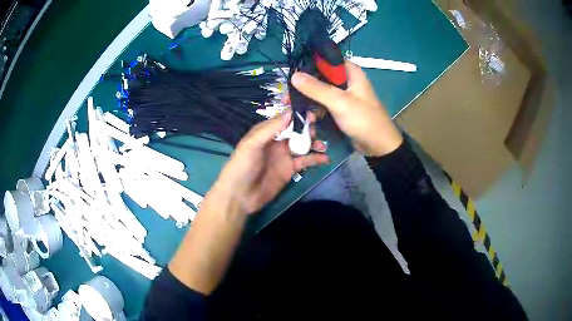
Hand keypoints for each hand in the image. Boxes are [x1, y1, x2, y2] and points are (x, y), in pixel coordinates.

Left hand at [207, 111, 328, 216]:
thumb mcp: (252, 144)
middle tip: (315, 131)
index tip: (310, 113)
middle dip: (307, 129)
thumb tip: (290, 112)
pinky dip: (315, 159)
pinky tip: (325, 158)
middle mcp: (276, 142)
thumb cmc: (242, 166)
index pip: (284, 119)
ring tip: (321, 145)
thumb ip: (270, 128)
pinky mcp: (290, 170)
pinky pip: (305, 161)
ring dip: (314, 143)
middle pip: (296, 131)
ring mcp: (284, 156)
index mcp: (266, 132)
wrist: (240, 196)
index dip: (297, 115)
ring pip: (303, 145)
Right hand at [291, 62, 402, 156]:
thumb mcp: (339, 101)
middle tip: (287, 95)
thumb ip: (316, 88)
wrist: (378, 146)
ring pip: (320, 91)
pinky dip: (314, 108)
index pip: (325, 60)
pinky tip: (304, 115)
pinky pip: (323, 103)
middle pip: (320, 76)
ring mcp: (343, 95)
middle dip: (305, 86)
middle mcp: (346, 80)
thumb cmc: (363, 119)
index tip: (292, 75)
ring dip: (308, 99)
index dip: (308, 65)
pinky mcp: (340, 108)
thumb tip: (293, 76)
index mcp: (350, 71)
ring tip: (291, 106)